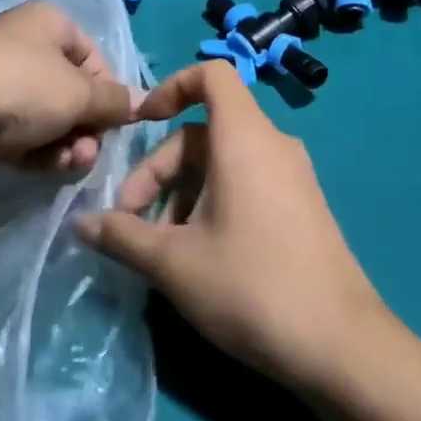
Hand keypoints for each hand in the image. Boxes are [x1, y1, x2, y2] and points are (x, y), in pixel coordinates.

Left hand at [0, 1, 139, 173]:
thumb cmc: (23, 87)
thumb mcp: (80, 93)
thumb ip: (115, 100)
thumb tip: (145, 103)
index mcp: (46, 21)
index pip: (92, 54)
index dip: (108, 88)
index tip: (116, 119)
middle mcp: (19, 43)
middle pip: (68, 88)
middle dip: (86, 124)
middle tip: (88, 150)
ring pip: (45, 114)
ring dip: (65, 142)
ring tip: (67, 163)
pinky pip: (17, 130)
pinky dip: (36, 149)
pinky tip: (43, 166)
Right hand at [75, 61, 386, 391]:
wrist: (340, 346)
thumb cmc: (250, 286)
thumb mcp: (173, 263)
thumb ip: (121, 236)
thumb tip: (80, 224)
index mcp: (244, 138)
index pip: (211, 75)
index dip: (170, 87)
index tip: (140, 125)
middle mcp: (272, 145)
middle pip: (202, 132)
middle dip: (159, 170)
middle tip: (130, 222)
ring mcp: (292, 177)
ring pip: (222, 164)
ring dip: (181, 194)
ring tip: (159, 249)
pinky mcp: (301, 207)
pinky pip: (246, 183)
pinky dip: (212, 203)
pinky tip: (197, 256)